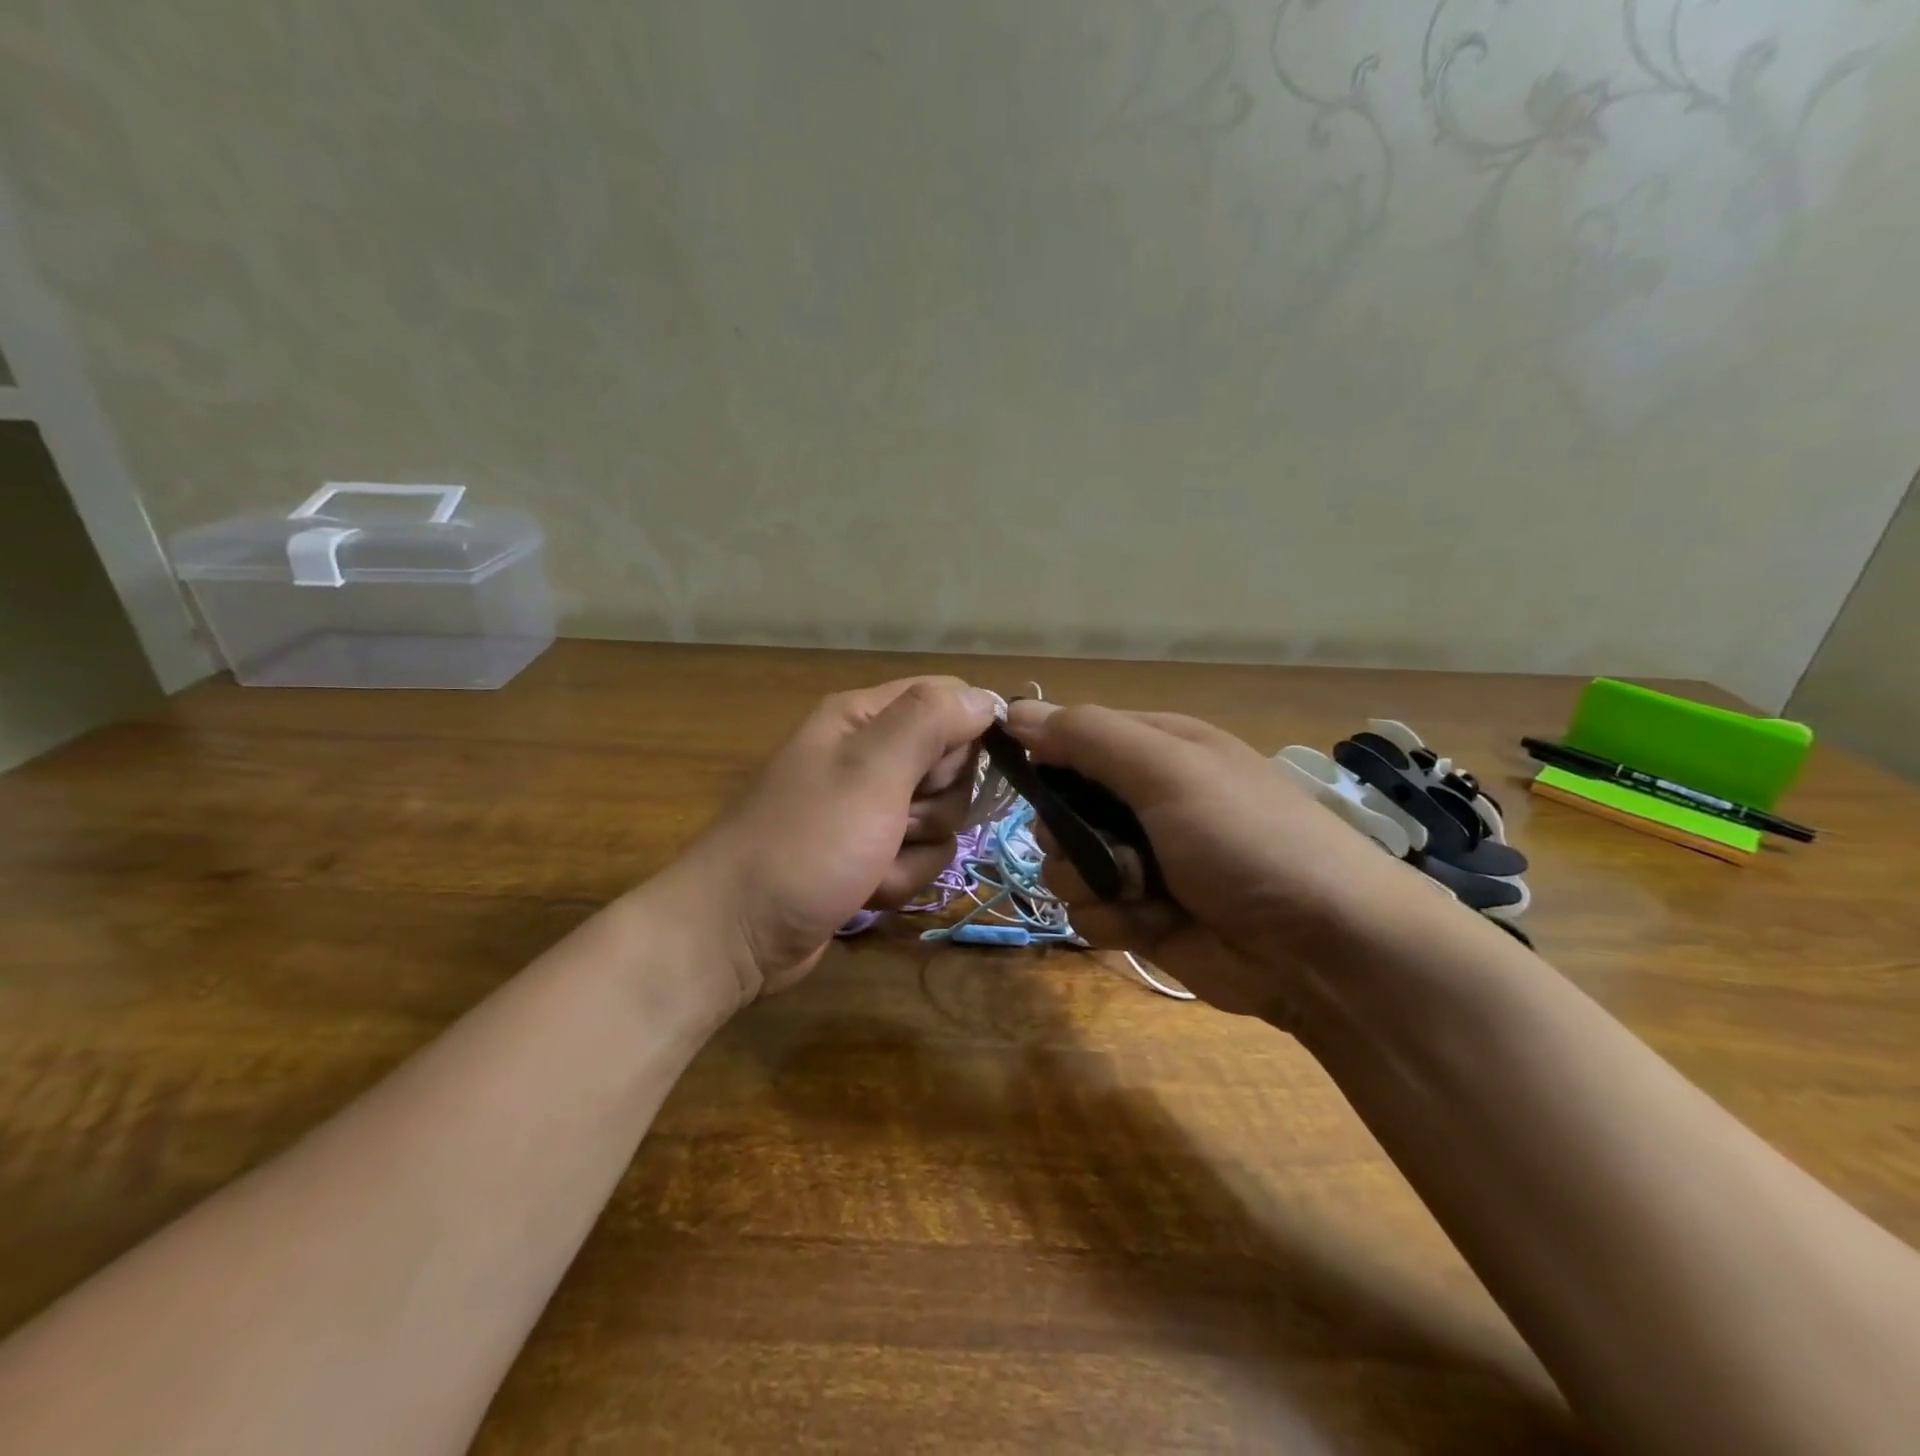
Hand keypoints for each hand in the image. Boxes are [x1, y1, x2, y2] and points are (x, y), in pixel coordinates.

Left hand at [657, 677, 999, 1004]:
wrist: (737, 933)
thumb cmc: (805, 843)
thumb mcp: (871, 771)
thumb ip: (929, 722)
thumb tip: (985, 697)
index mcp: (864, 718)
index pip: (948, 698)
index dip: (965, 733)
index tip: (946, 770)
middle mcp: (869, 755)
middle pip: (952, 763)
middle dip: (936, 802)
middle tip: (897, 818)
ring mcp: (870, 809)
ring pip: (942, 817)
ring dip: (917, 849)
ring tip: (873, 861)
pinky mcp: (870, 855)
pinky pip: (920, 856)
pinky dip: (901, 878)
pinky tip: (867, 890)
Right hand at [1006, 700, 1429, 1025]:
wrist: (1323, 948)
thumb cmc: (1246, 838)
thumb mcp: (1170, 770)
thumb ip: (1090, 737)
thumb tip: (1016, 710)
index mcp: (1154, 751)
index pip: (1072, 738)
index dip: (1043, 755)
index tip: (1022, 777)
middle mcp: (1142, 802)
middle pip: (1058, 809)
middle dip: (1067, 833)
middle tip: (1101, 845)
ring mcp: (1140, 863)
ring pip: (1063, 865)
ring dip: (1090, 882)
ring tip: (1141, 892)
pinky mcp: (1140, 918)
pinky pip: (1086, 914)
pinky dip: (1111, 921)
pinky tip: (1150, 925)